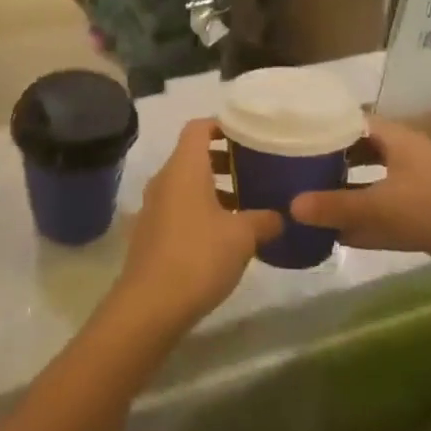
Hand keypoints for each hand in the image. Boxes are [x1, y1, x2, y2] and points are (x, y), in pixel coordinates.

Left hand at [112, 119, 282, 334]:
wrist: (150, 305)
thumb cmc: (198, 256)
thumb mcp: (242, 237)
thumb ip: (263, 220)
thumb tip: (280, 216)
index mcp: (184, 167)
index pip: (199, 127)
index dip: (223, 125)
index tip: (249, 135)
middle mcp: (164, 178)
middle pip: (193, 154)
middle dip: (224, 159)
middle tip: (255, 170)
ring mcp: (154, 205)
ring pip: (186, 183)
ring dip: (214, 188)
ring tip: (245, 204)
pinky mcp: (151, 231)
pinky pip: (179, 206)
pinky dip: (201, 209)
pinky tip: (224, 235)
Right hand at [291, 118, 430, 296]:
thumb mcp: (383, 206)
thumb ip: (336, 207)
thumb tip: (289, 207)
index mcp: (395, 139)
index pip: (349, 121)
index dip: (320, 125)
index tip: (287, 134)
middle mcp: (403, 157)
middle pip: (357, 153)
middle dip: (326, 162)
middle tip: (288, 170)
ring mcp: (416, 187)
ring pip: (369, 186)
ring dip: (342, 195)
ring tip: (303, 203)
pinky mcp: (425, 218)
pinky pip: (383, 214)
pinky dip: (362, 222)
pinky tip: (335, 236)